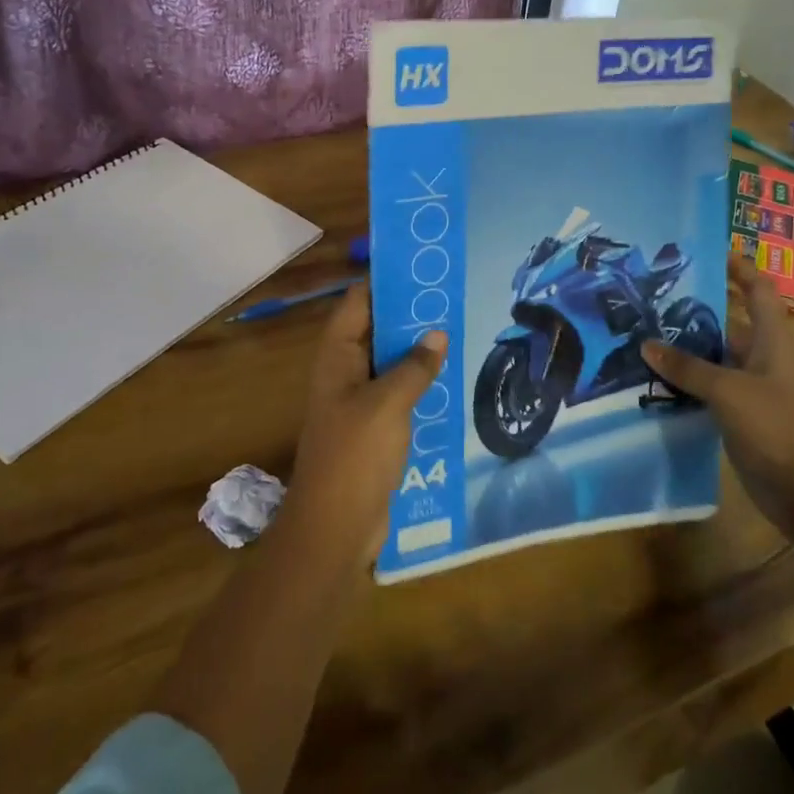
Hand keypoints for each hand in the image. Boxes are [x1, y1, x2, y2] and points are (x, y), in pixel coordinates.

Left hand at [285, 283, 447, 563]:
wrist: (335, 527)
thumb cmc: (355, 455)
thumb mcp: (388, 403)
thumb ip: (414, 366)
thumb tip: (437, 333)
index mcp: (338, 356)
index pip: (358, 302)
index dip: (385, 281)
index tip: (421, 266)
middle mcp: (344, 371)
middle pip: (376, 329)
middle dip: (409, 314)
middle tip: (451, 297)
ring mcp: (358, 401)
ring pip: (389, 363)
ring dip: (417, 350)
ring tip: (457, 330)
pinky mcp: (373, 428)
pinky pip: (398, 393)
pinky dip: (420, 383)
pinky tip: (450, 379)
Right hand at [643, 255, 793, 527]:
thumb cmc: (776, 427)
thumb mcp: (728, 391)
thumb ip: (687, 367)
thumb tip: (646, 344)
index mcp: (771, 341)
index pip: (759, 290)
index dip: (739, 268)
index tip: (709, 251)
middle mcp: (762, 358)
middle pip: (729, 322)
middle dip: (695, 309)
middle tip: (653, 298)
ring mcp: (751, 389)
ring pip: (714, 358)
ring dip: (684, 349)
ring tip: (641, 334)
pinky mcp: (739, 416)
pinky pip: (707, 389)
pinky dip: (684, 383)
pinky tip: (653, 380)